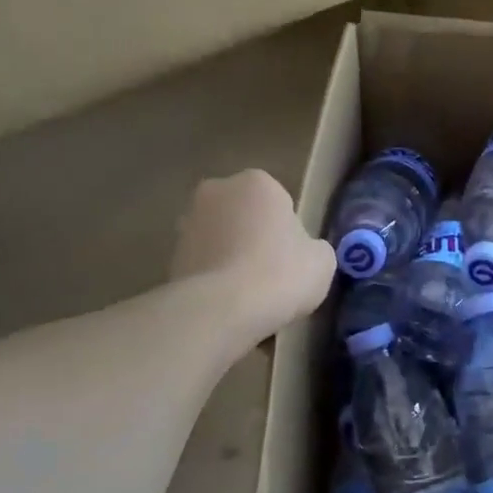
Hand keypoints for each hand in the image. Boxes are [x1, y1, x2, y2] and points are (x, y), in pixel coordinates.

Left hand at [170, 170, 335, 343]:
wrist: (223, 309)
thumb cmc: (281, 274)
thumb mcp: (322, 261)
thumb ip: (314, 248)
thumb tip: (304, 253)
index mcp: (257, 182)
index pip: (279, 202)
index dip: (289, 232)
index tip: (294, 259)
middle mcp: (217, 191)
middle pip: (245, 217)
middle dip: (255, 239)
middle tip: (272, 276)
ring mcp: (187, 223)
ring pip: (221, 241)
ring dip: (231, 260)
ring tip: (249, 298)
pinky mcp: (170, 256)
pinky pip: (204, 266)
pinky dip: (214, 281)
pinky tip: (229, 307)